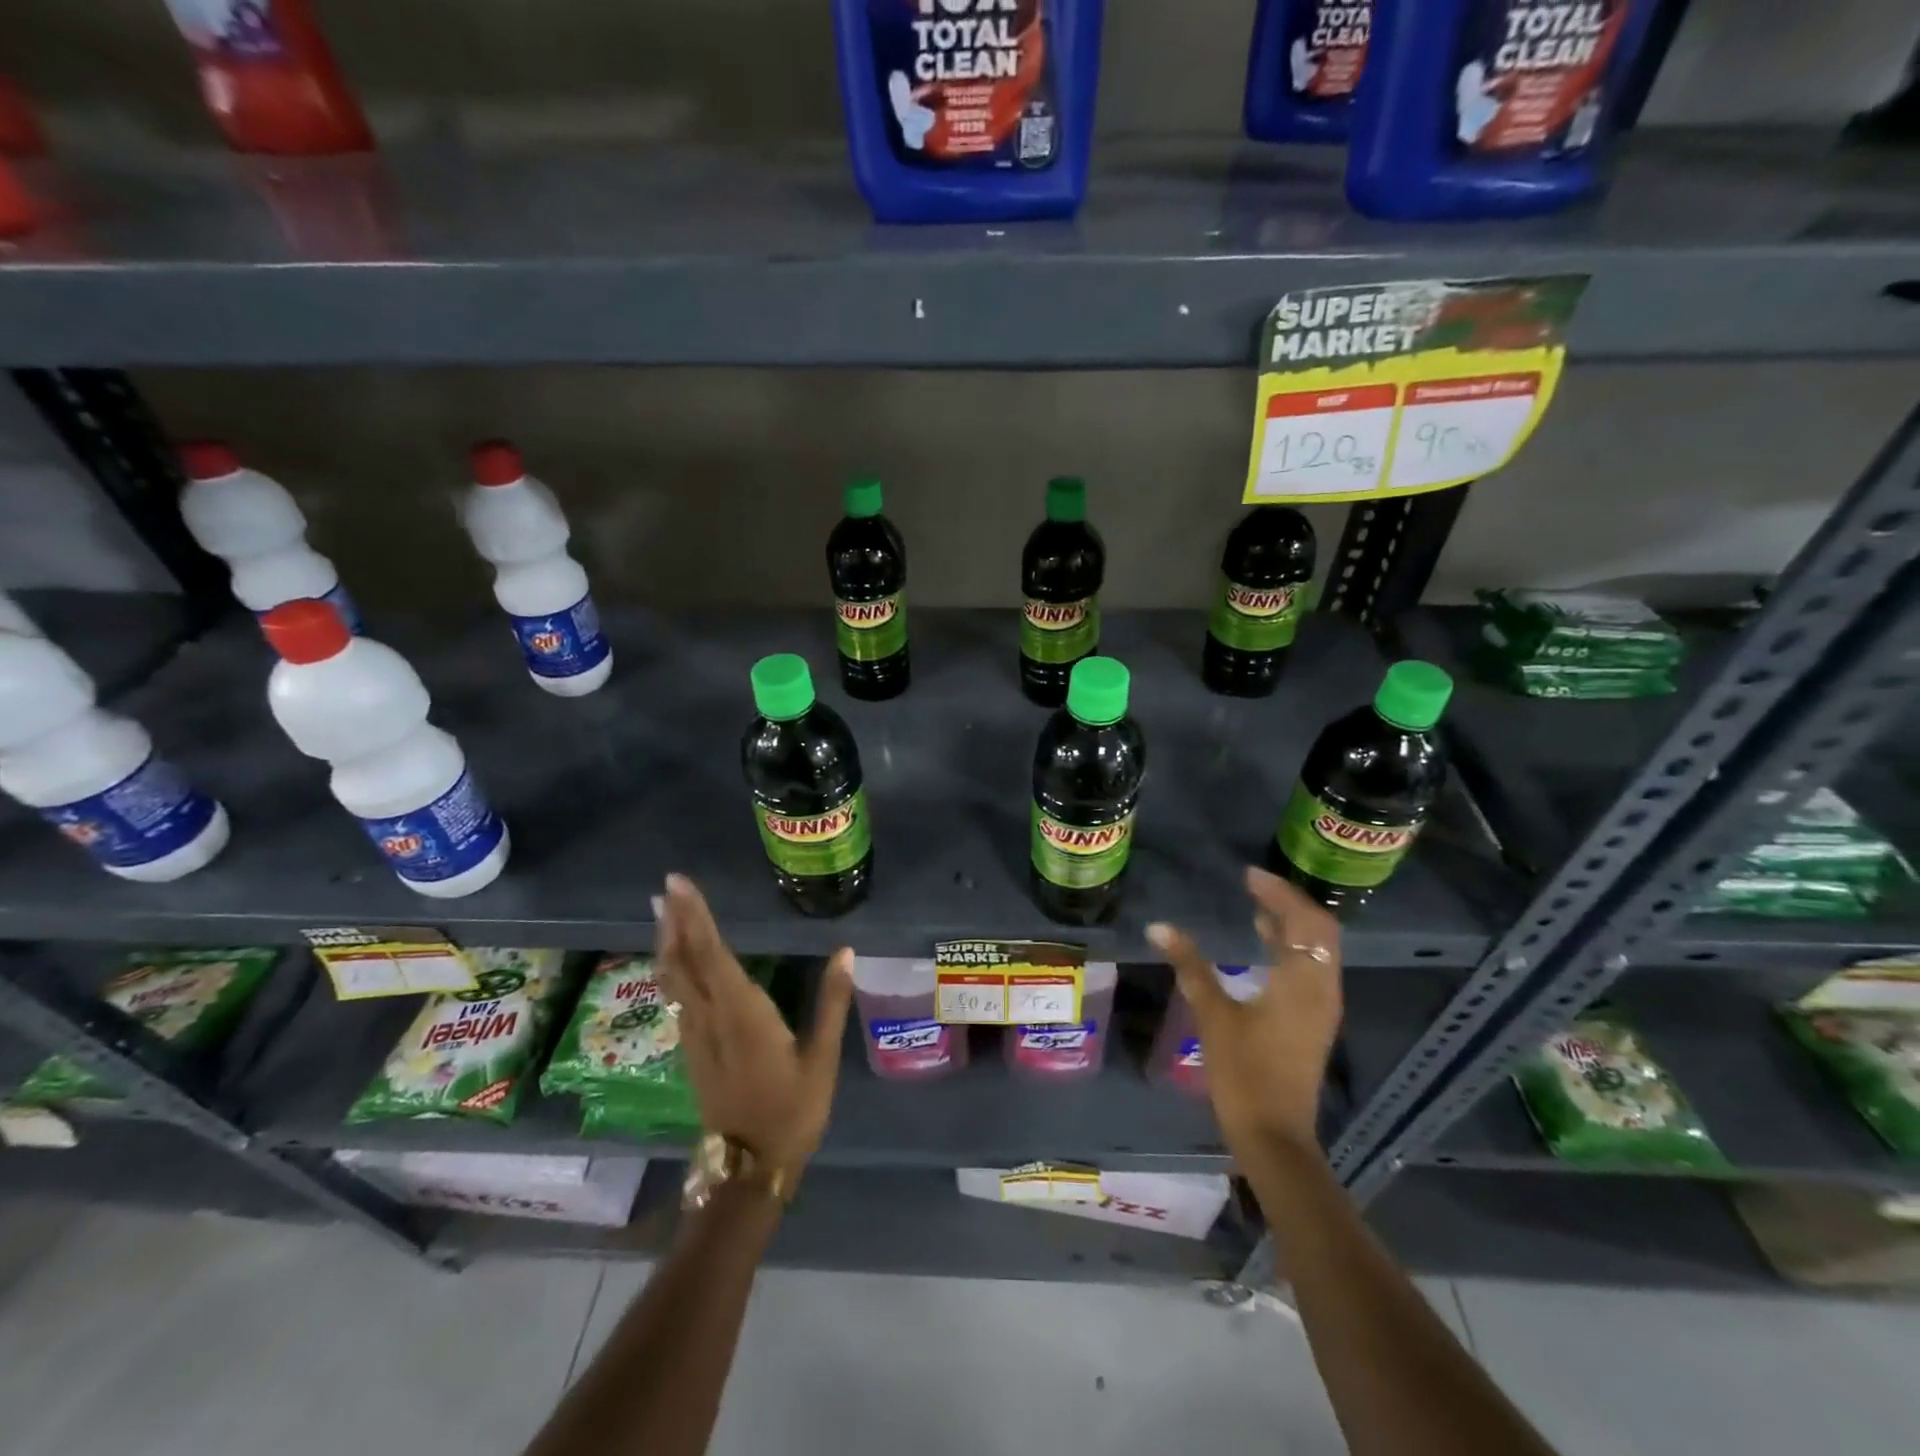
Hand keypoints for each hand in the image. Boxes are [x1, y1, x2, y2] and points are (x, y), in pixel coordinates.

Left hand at [652, 873, 853, 1178]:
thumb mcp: (821, 1058)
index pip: (711, 954)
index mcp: (741, 1013)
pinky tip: (673, 963)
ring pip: (673, 979)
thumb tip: (846, 951)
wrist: (748, 1168)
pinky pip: (675, 997)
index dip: (695, 917)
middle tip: (666, 888)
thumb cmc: (791, 1111)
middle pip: (685, 961)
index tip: (680, 886)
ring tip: (663, 914)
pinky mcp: (691, 1050)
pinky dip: (671, 970)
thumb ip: (831, 1001)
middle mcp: (710, 1017)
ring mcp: (695, 1035)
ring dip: (668, 942)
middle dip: (676, 921)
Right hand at [1148, 866, 1342, 1149]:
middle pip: (1319, 930)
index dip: (1279, 893)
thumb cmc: (1244, 1073)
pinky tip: (1264, 947)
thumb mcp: (1213, 1015)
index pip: (1303, 920)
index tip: (1249, 875)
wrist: (1274, 1135)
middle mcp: (1322, 988)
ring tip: (1256, 908)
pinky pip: (1311, 968)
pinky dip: (1292, 948)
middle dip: (1289, 903)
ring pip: (1318, 950)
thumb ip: (1190, 966)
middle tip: (1255, 886)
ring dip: (1292, 925)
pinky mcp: (1314, 1022)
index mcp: (1302, 982)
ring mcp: (1322, 1007)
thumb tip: (1159, 927)